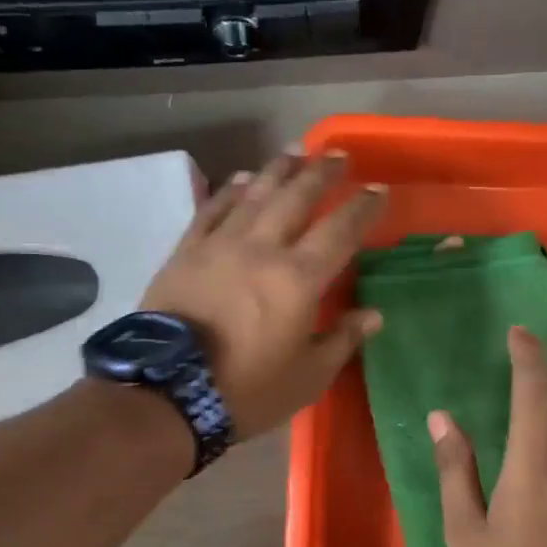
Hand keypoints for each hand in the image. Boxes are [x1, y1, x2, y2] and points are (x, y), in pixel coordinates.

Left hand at [142, 151, 386, 438]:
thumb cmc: (246, 390)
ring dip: (277, 171)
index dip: (362, 208)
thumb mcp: (307, 377)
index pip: (340, 231)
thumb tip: (373, 315)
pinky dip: (230, 191)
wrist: (168, 393)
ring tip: (294, 152)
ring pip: (254, 195)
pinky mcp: (186, 252)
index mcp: (298, 279)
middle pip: (296, 198)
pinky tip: (242, 178)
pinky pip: (212, 210)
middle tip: (337, 155)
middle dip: (321, 174)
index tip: (377, 189)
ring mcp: (220, 246)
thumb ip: (341, 340)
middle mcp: (262, 249)